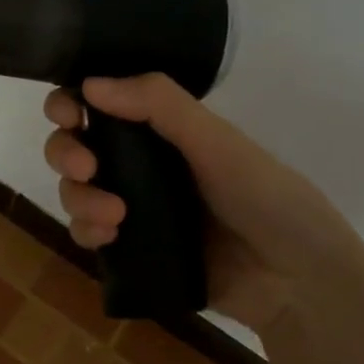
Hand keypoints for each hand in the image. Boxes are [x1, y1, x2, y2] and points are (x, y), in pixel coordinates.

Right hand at [42, 75, 363, 338]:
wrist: (296, 280)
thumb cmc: (265, 197)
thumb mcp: (217, 142)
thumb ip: (159, 105)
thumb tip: (89, 82)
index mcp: (161, 128)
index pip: (99, 104)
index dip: (71, 104)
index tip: (68, 115)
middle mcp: (140, 162)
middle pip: (76, 146)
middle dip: (67, 152)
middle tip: (86, 167)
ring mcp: (134, 206)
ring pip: (76, 191)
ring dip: (78, 197)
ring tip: (112, 215)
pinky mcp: (132, 249)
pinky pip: (89, 233)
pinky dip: (86, 230)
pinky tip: (106, 237)